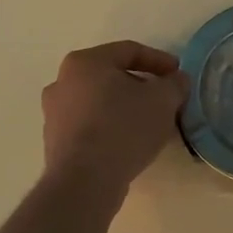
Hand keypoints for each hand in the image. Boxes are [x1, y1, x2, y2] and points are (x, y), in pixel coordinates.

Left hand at [42, 41, 190, 193]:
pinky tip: (130, 143)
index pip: (129, 51)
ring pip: (99, 102)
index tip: (178, 74)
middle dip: (142, 85)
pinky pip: (90, 125)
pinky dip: (111, 127)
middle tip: (165, 99)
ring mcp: (54, 113)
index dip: (159, 60)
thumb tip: (177, 80)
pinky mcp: (55, 142)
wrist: (85, 182)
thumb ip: (174, 84)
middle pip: (112, 76)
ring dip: (125, 107)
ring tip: (150, 123)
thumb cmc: (123, 128)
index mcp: (85, 62)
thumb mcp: (162, 100)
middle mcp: (62, 81)